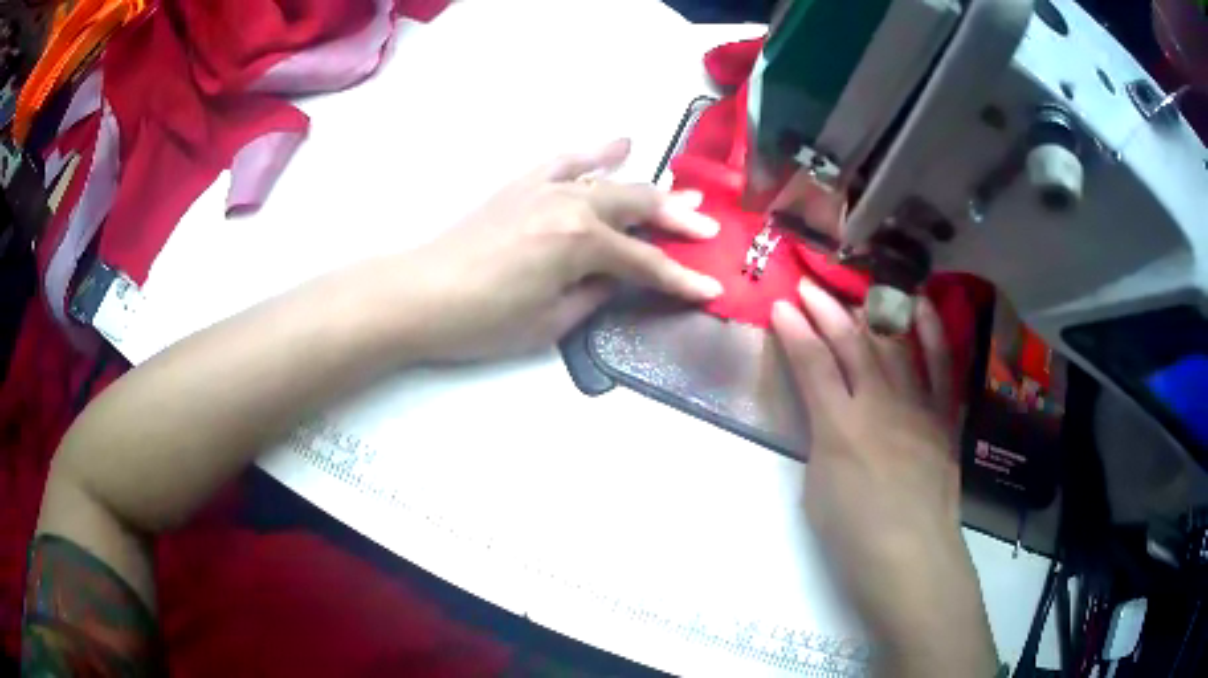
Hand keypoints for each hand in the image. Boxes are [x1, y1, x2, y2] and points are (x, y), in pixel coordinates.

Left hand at [396, 139, 721, 361]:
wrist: (421, 293)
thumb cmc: (484, 320)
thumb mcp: (550, 322)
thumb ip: (593, 295)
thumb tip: (615, 278)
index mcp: (582, 244)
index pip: (646, 264)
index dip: (681, 280)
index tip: (711, 290)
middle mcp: (572, 205)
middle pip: (638, 207)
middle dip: (678, 220)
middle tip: (709, 228)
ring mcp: (547, 188)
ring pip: (611, 181)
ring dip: (649, 188)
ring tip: (682, 193)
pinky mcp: (523, 184)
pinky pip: (567, 160)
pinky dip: (597, 152)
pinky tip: (620, 144)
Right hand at [772, 283, 997, 675]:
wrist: (912, 558)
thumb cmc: (854, 536)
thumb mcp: (817, 489)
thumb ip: (821, 440)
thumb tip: (828, 413)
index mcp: (839, 428)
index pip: (813, 366)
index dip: (795, 333)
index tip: (780, 305)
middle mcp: (879, 405)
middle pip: (851, 345)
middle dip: (826, 312)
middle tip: (808, 287)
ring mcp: (916, 406)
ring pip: (892, 347)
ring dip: (870, 313)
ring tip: (854, 289)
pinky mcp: (943, 416)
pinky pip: (941, 366)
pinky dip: (931, 333)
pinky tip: (920, 305)